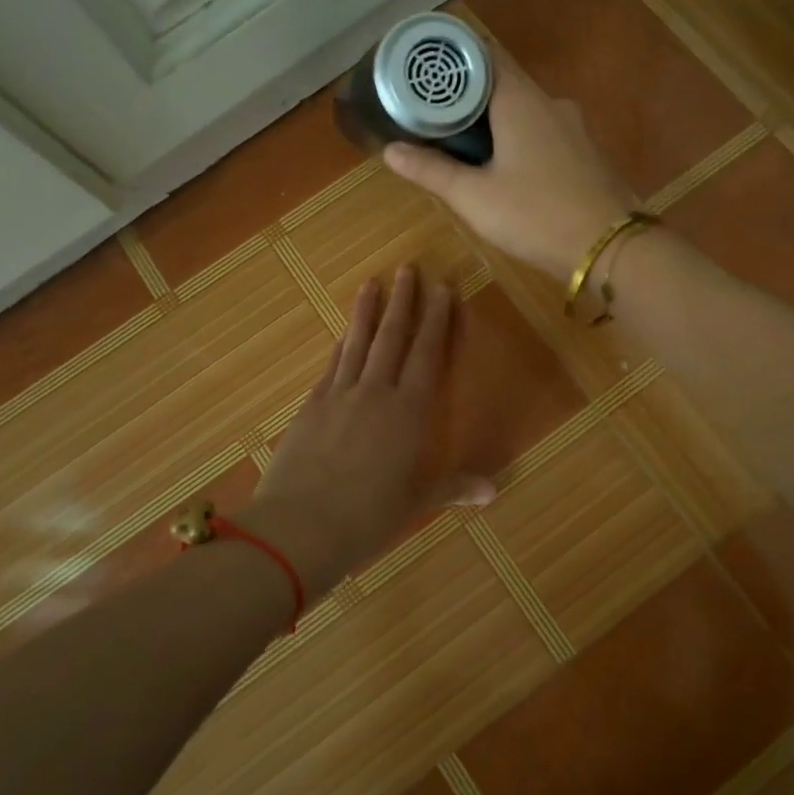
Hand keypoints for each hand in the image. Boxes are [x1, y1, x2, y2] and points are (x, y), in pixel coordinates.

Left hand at [238, 267, 492, 601]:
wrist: (299, 526)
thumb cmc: (367, 518)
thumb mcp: (414, 503)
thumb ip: (453, 488)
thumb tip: (494, 491)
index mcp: (408, 413)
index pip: (427, 354)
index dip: (437, 319)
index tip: (443, 288)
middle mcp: (375, 393)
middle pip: (392, 337)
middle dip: (403, 301)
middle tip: (409, 268)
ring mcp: (339, 395)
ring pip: (358, 342)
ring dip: (367, 311)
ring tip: (372, 282)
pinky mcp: (311, 406)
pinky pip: (331, 364)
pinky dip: (341, 344)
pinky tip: (343, 333)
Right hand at [383, 57, 634, 281]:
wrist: (609, 248)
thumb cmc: (535, 215)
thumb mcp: (474, 197)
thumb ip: (431, 170)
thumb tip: (390, 150)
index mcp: (521, 100)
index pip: (484, 55)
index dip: (454, 59)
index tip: (426, 73)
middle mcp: (550, 103)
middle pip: (503, 84)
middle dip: (469, 97)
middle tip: (435, 117)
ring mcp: (575, 128)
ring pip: (526, 112)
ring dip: (496, 122)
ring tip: (466, 147)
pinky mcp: (587, 154)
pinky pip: (546, 133)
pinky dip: (521, 140)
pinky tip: (509, 170)